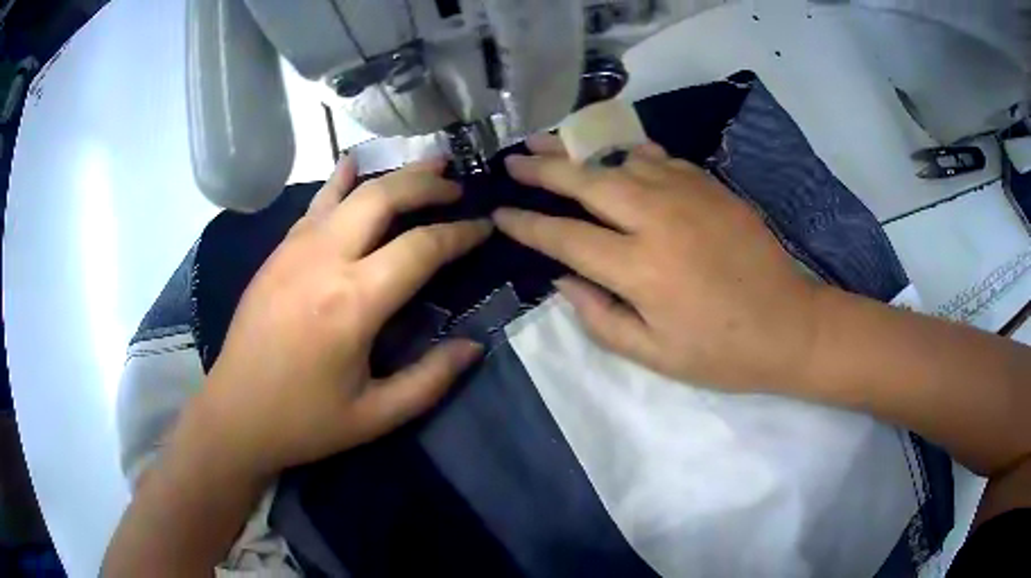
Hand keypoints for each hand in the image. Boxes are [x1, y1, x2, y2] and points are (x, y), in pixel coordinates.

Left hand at [198, 157, 490, 477]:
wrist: (235, 414)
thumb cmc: (305, 420)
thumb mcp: (376, 416)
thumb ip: (431, 380)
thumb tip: (473, 346)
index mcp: (352, 303)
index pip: (421, 248)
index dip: (460, 234)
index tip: (484, 226)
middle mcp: (324, 260)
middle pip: (384, 198)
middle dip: (427, 184)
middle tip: (457, 187)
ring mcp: (294, 249)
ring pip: (350, 190)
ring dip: (392, 174)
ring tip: (425, 164)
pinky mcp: (277, 252)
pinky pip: (316, 203)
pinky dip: (343, 181)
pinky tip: (355, 166)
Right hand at [493, 135, 820, 391]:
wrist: (790, 325)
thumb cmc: (721, 352)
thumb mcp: (653, 355)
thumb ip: (599, 318)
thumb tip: (562, 281)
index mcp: (639, 269)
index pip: (564, 237)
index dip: (526, 223)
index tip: (500, 212)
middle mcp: (657, 219)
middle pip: (586, 181)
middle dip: (543, 168)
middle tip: (514, 158)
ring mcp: (687, 194)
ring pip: (620, 160)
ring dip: (582, 153)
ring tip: (552, 143)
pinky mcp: (711, 186)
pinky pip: (659, 159)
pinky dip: (630, 155)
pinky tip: (617, 157)